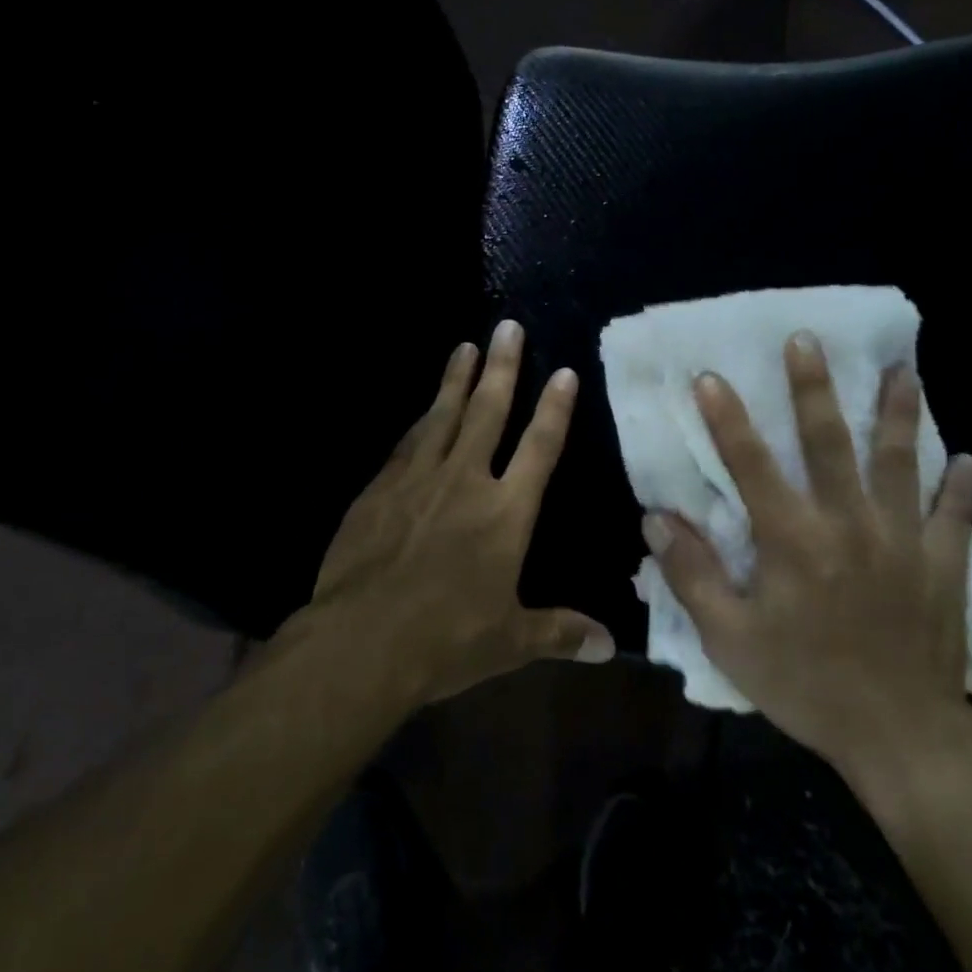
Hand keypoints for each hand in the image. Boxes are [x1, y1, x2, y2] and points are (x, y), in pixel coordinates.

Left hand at [304, 319, 614, 705]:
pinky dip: (420, 421)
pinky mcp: (379, 488)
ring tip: (465, 347)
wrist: (361, 641)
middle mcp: (465, 481)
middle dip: (502, 367)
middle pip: (489, 412)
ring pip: (443, 416)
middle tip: (506, 326)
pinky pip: (406, 443)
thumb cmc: (446, 640)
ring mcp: (417, 479)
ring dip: (456, 380)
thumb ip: (560, 632)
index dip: (554, 408)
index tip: (562, 371)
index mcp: (506, 512)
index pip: (539, 447)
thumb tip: (610, 645)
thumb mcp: (511, 641)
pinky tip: (423, 409)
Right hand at [642, 332, 971, 797]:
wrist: (901, 739)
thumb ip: (693, 575)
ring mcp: (904, 542)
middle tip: (807, 341)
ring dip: (899, 414)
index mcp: (794, 541)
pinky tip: (966, 457)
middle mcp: (850, 525)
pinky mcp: (943, 567)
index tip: (711, 376)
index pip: (752, 465)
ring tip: (904, 371)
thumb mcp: (731, 639)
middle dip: (814, 388)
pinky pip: (955, 517)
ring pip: (901, 463)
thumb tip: (656, 519)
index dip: (728, 419)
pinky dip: (961, 486)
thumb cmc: (806, 685)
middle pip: (830, 443)